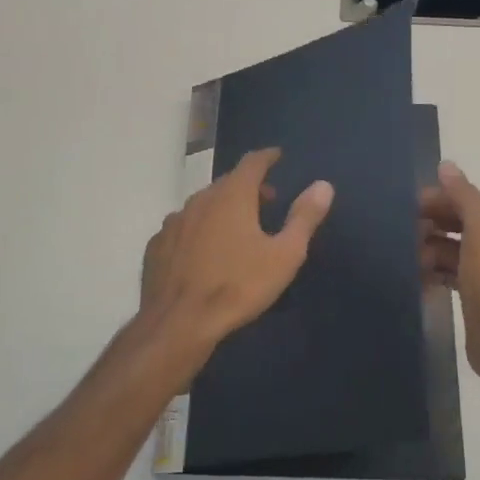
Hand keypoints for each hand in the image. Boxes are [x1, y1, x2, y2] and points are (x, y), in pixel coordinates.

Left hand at [139, 147, 334, 355]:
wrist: (179, 322)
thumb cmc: (238, 286)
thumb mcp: (284, 255)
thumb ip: (304, 217)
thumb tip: (323, 185)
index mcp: (232, 196)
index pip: (252, 163)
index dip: (267, 157)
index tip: (277, 156)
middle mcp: (199, 200)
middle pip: (227, 183)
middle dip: (248, 186)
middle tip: (266, 200)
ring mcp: (174, 222)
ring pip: (202, 205)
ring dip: (222, 208)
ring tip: (236, 227)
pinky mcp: (157, 245)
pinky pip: (183, 228)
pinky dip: (198, 229)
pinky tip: (203, 250)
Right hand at [421, 161, 479, 392]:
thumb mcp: (479, 228)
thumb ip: (463, 194)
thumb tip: (445, 165)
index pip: (459, 196)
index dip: (432, 201)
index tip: (402, 212)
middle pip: (451, 219)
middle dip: (426, 226)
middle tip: (401, 239)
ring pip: (445, 245)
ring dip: (425, 250)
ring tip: (409, 264)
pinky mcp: (473, 287)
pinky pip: (445, 269)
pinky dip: (431, 271)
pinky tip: (415, 279)